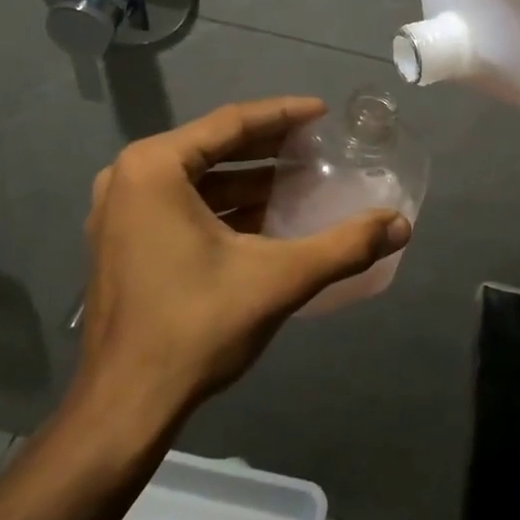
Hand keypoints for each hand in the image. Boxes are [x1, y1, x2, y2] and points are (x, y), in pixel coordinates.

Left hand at [77, 97, 411, 423]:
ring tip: (299, 182)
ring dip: (247, 180)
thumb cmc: (196, 327)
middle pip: (212, 147)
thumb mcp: (278, 279)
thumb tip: (401, 225)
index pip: (230, 123)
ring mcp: (117, 212)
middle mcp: (127, 178)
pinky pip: (179, 206)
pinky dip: (222, 207)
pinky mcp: (120, 243)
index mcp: (153, 168)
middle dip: (268, 147)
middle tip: (316, 146)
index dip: (283, 115)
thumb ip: (344, 246)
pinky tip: (264, 220)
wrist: (124, 406)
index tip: (323, 113)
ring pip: (196, 180)